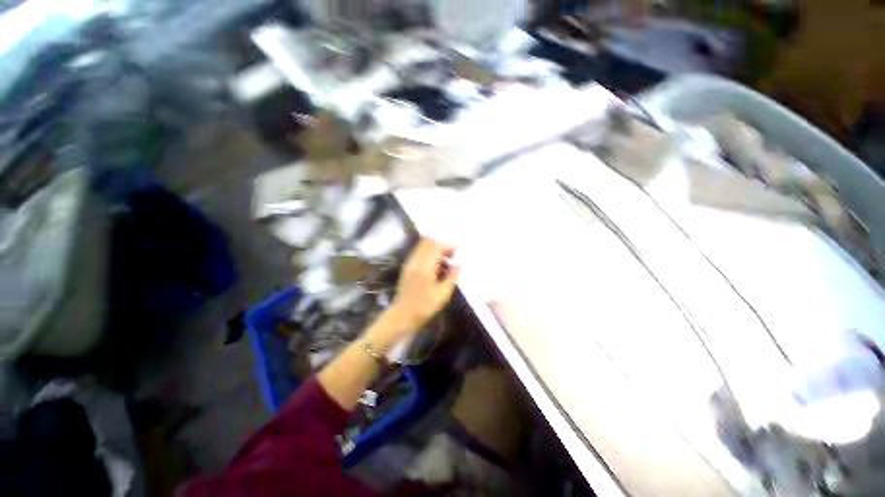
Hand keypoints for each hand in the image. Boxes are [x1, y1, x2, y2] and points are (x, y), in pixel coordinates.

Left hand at [387, 238, 459, 333]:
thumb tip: (460, 265)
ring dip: (435, 250)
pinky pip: (419, 254)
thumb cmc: (424, 307)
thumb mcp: (442, 294)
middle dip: (441, 245)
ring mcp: (409, 263)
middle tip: (452, 256)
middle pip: (428, 242)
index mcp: (424, 267)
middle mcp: (415, 261)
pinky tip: (436, 269)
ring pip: (423, 247)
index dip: (448, 246)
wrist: (401, 316)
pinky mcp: (407, 268)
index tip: (458, 252)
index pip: (436, 246)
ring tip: (446, 264)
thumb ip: (452, 277)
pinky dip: (429, 255)